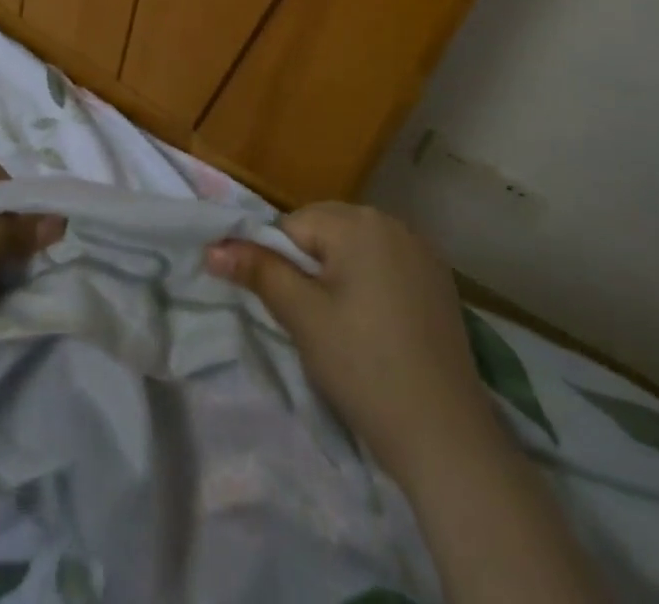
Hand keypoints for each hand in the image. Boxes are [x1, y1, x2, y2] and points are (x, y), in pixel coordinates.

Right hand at [206, 201, 495, 481]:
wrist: (446, 435)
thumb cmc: (364, 367)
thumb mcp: (302, 317)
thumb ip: (258, 271)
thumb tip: (212, 246)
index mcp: (358, 222)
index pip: (295, 225)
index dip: (280, 263)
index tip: (288, 308)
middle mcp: (393, 222)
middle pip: (328, 231)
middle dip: (311, 267)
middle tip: (312, 321)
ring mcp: (422, 250)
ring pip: (357, 249)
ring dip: (341, 275)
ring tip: (344, 328)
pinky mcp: (439, 280)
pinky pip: (388, 266)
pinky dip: (373, 285)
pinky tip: (379, 328)